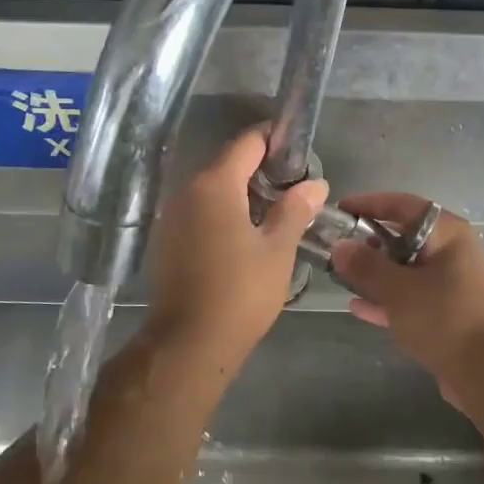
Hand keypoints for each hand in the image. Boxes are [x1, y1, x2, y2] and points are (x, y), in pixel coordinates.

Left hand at [142, 128, 327, 367]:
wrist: (189, 344)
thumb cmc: (240, 292)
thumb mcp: (278, 250)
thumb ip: (295, 210)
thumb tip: (316, 184)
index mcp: (215, 185)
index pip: (247, 142)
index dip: (275, 139)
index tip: (299, 150)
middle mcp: (187, 192)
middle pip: (228, 164)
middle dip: (262, 169)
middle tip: (296, 187)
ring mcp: (173, 217)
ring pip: (214, 190)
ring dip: (243, 193)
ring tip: (277, 211)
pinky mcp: (168, 241)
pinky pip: (201, 212)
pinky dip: (225, 213)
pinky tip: (247, 235)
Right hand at [329, 194, 483, 392]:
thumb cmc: (446, 318)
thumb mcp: (399, 289)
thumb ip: (366, 266)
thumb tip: (339, 247)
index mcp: (447, 234)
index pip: (403, 205)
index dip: (369, 204)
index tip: (339, 210)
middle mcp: (452, 252)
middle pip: (404, 236)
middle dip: (369, 242)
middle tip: (336, 249)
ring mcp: (452, 284)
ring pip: (406, 270)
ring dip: (376, 273)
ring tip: (341, 277)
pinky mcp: (449, 314)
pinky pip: (411, 298)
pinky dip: (387, 300)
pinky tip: (358, 308)